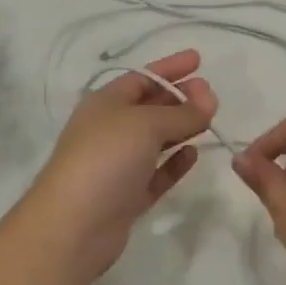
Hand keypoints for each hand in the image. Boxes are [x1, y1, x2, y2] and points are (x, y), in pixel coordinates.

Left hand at [25, 49, 217, 283]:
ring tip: (210, 119)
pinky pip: (156, 172)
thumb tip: (209, 99)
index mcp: (105, 103)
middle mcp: (109, 129)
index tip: (198, 59)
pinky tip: (194, 154)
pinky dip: (174, 162)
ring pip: (155, 139)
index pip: (142, 77)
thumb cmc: (105, 158)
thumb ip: (182, 112)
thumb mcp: (146, 124)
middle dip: (180, 97)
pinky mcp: (127, 196)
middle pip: (150, 106)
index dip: (170, 67)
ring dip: (181, 127)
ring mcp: (118, 165)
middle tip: (212, 94)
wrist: (73, 225)